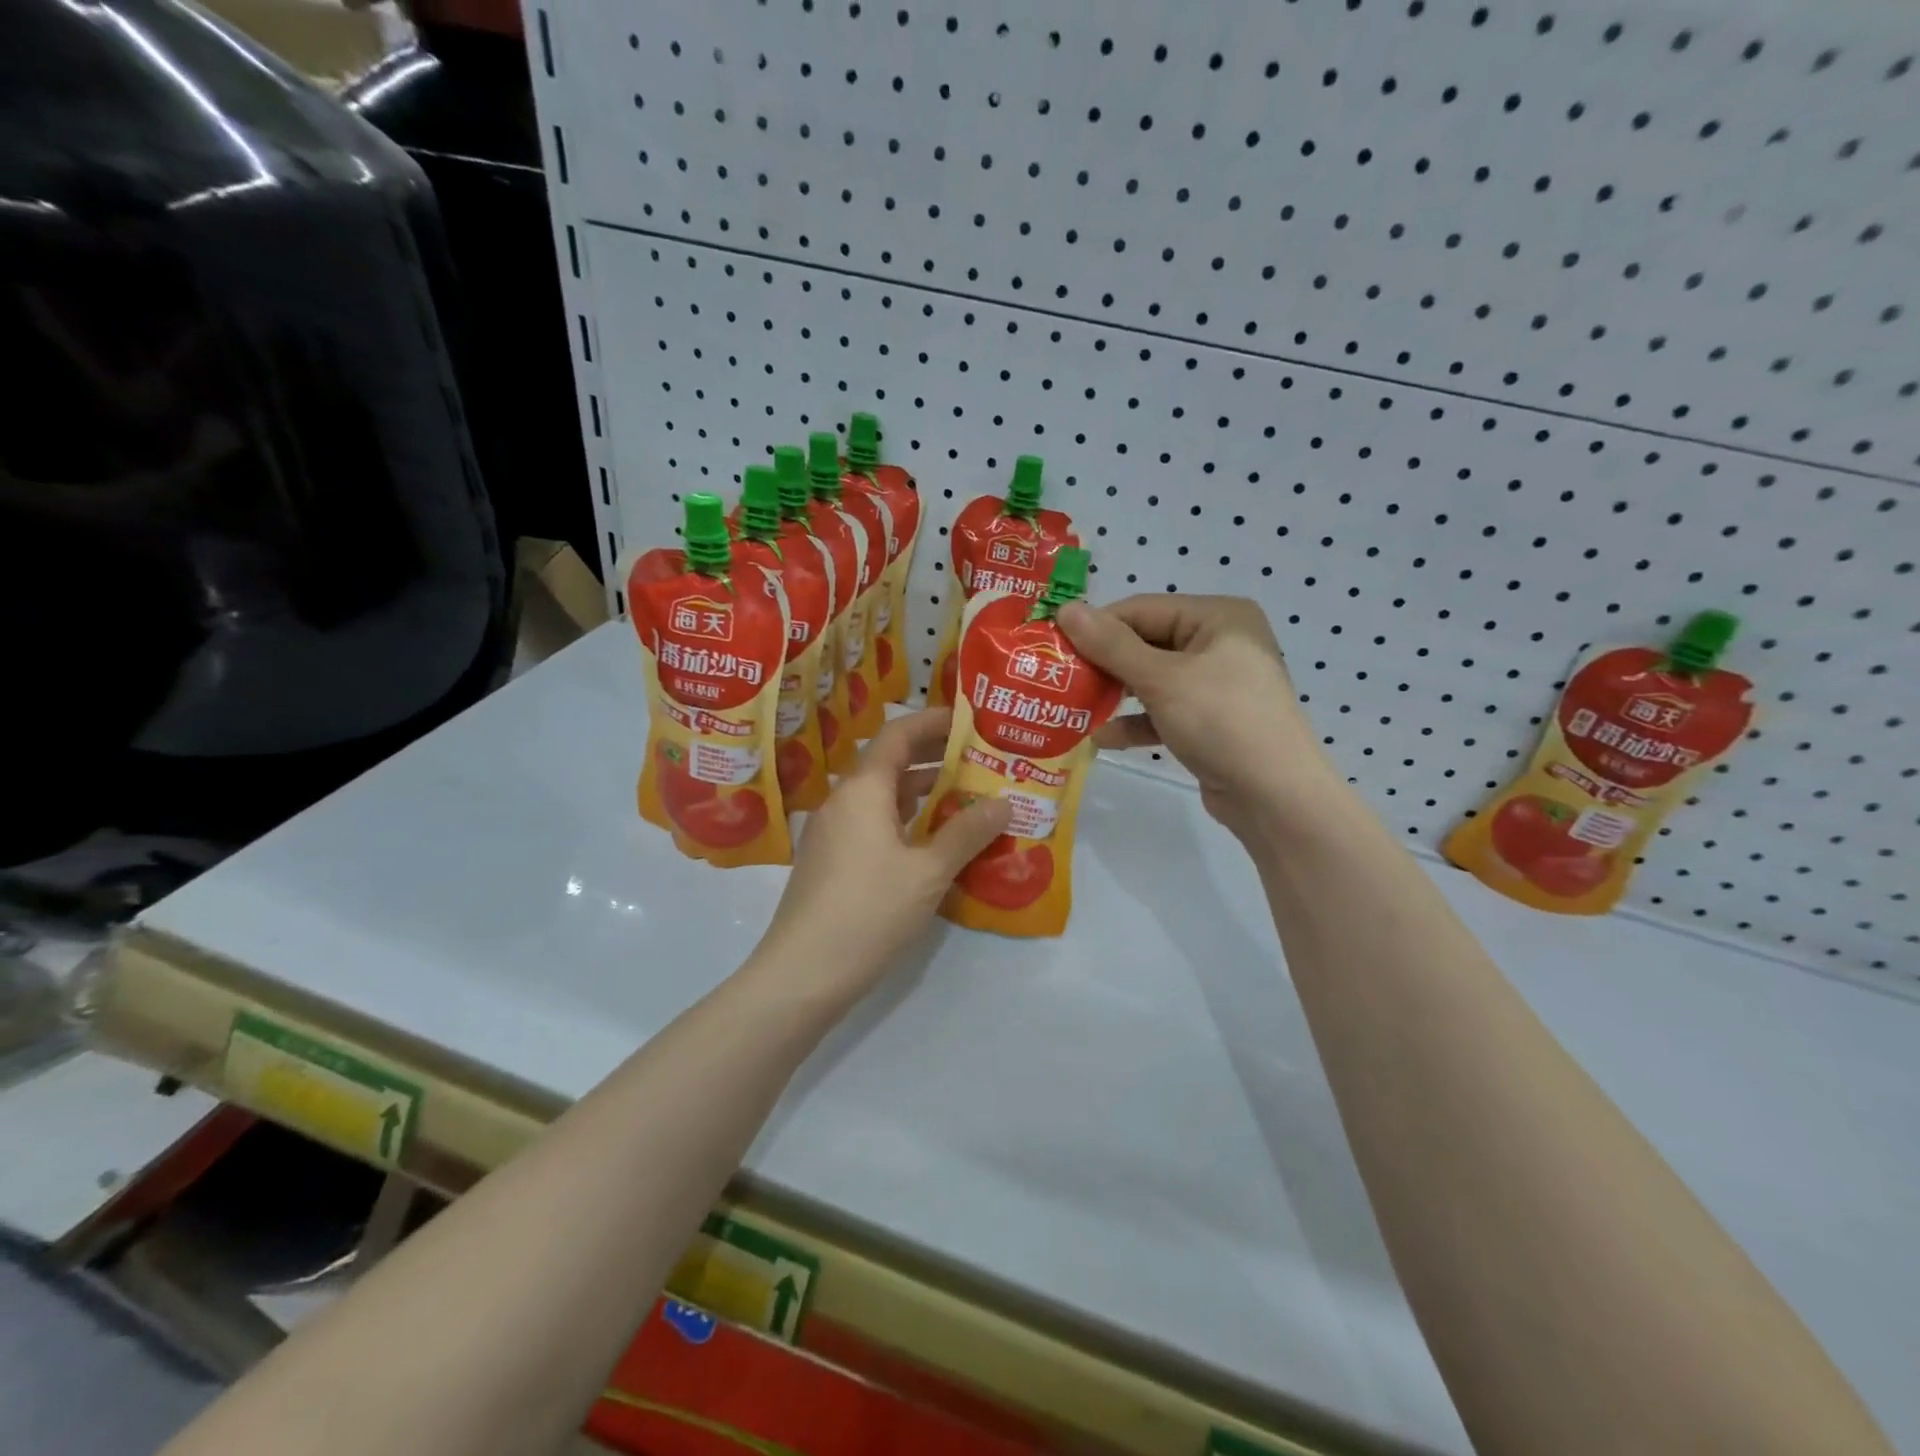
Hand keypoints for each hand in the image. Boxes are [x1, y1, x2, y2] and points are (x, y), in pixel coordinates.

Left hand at [752, 710, 1011, 1000]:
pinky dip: (905, 821)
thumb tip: (1004, 802)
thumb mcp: (928, 872)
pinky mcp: (831, 861)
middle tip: (980, 759)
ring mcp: (833, 833)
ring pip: (883, 798)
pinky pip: (874, 824)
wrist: (802, 973)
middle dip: (934, 758)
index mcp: (862, 790)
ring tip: (968, 797)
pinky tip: (934, 842)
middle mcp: (843, 801)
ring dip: (922, 793)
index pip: (898, 735)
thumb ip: (967, 832)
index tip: (970, 719)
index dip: (933, 721)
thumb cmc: (868, 912)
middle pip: (890, 763)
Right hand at [1058, 595, 1347, 840]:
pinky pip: (1163, 711)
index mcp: (1218, 617)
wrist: (1275, 797)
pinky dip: (1135, 722)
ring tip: (1072, 708)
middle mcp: (1219, 643)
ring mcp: (1216, 685)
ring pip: (1152, 680)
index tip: (1053, 647)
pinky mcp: (1210, 721)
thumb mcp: (1162, 679)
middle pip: (1145, 643)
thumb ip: (1111, 645)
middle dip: (1103, 665)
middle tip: (1059, 679)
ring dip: (1114, 695)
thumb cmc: (1221, 721)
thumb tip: (1066, 608)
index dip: (1096, 626)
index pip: (1142, 609)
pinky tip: (1102, 738)